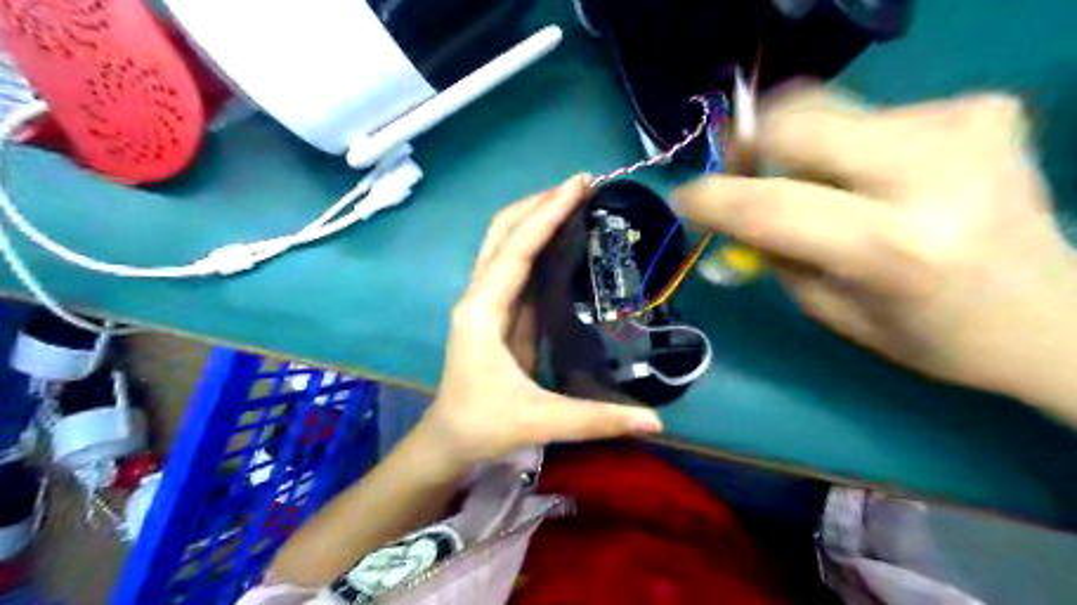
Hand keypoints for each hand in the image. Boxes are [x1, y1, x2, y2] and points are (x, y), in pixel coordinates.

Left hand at [418, 175, 655, 468]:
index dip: (546, 215)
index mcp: (482, 312)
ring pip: (505, 244)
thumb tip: (657, 422)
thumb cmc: (484, 426)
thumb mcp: (540, 421)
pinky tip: (564, 239)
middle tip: (580, 185)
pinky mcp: (498, 313)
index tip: (578, 184)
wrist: (448, 441)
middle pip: (502, 233)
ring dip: (535, 217)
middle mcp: (479, 297)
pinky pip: (516, 267)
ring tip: (574, 201)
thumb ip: (598, 420)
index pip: (516, 250)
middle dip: (538, 204)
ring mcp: (486, 302)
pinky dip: (537, 244)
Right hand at [671, 85, 1076, 409]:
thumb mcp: (829, 309)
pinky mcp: (980, 108)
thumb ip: (774, 254)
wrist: (1051, 314)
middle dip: (750, 143)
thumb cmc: (927, 333)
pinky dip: (851, 146)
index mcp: (892, 248)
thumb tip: (727, 213)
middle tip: (739, 170)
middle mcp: (932, 174)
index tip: (683, 197)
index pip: (771, 205)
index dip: (713, 198)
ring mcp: (964, 128)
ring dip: (801, 149)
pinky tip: (875, 177)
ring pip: (830, 112)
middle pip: (799, 123)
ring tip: (816, 184)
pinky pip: (874, 115)